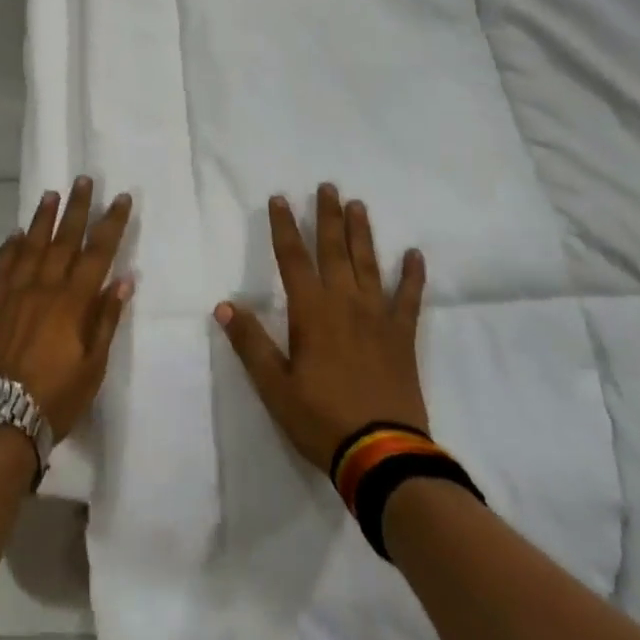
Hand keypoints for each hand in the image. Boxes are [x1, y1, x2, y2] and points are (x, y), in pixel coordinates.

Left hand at [0, 177, 134, 442]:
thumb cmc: (53, 398)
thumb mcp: (92, 367)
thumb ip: (106, 320)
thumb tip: (123, 280)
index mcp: (73, 302)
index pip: (98, 253)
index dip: (111, 224)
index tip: (121, 198)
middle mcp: (44, 288)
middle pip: (64, 240)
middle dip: (77, 208)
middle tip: (84, 180)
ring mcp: (14, 294)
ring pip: (31, 246)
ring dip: (43, 219)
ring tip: (52, 194)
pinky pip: (2, 267)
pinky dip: (10, 247)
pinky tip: (15, 234)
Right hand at [215, 184, 428, 472]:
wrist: (381, 453)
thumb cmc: (320, 418)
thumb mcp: (273, 385)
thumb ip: (250, 342)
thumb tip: (224, 305)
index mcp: (311, 311)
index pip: (292, 258)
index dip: (284, 227)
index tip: (280, 198)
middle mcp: (344, 303)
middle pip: (334, 250)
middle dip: (328, 216)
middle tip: (327, 186)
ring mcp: (377, 317)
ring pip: (368, 264)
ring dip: (362, 233)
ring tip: (359, 205)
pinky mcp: (402, 336)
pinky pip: (409, 298)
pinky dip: (412, 275)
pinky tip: (414, 254)